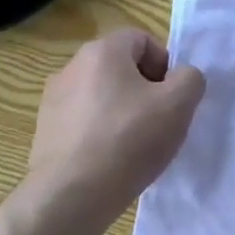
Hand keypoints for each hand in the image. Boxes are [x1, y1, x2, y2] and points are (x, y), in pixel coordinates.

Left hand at [26, 29, 205, 232]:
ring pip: (101, 95)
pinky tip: (109, 161)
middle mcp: (71, 66)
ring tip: (134, 146)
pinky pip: (82, 121)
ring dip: (121, 111)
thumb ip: (190, 79)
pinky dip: (99, 132)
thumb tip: (181, 77)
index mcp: (102, 51)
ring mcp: (53, 99)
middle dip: (144, 89)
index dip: (164, 65)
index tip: (171, 98)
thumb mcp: (178, 105)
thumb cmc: (128, 140)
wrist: (71, 195)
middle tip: (158, 122)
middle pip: (120, 67)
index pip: (142, 39)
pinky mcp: (45, 130)